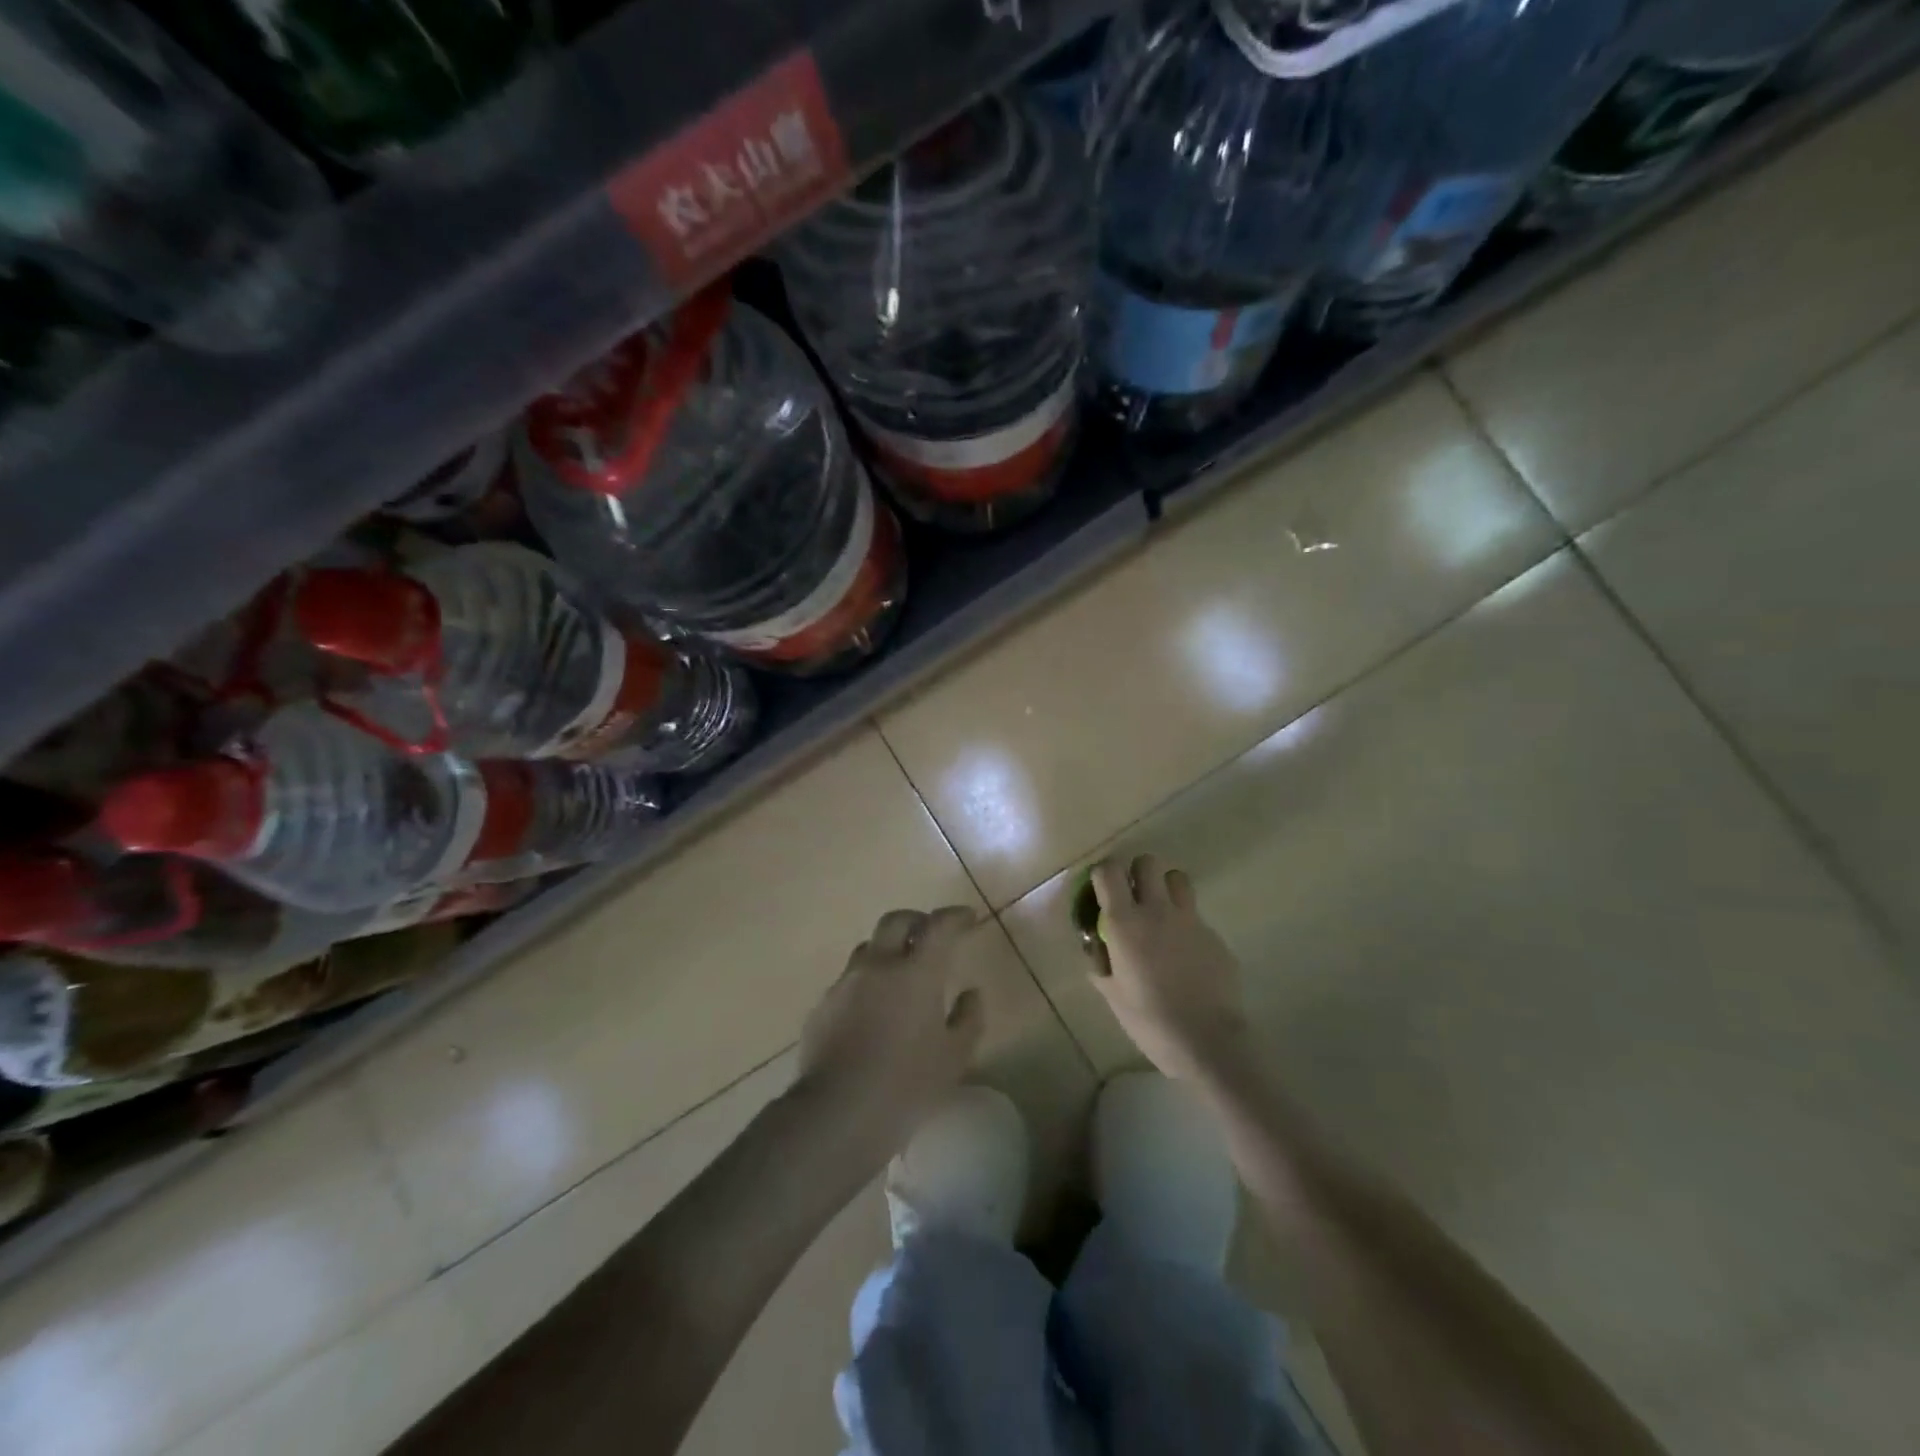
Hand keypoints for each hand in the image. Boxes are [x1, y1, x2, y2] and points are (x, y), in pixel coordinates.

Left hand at [792, 906, 984, 1166]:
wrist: (838, 1114)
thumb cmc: (907, 1085)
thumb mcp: (955, 1058)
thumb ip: (968, 1019)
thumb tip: (970, 994)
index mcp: (916, 972)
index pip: (939, 926)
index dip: (955, 916)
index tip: (968, 917)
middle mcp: (878, 965)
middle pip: (895, 922)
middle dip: (916, 921)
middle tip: (930, 935)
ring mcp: (844, 984)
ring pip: (867, 948)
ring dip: (887, 950)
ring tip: (899, 974)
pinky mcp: (822, 1006)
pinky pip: (848, 981)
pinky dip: (865, 983)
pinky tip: (872, 1011)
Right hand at [1084, 854, 1250, 1082]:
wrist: (1208, 1042)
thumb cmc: (1150, 1021)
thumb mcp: (1112, 994)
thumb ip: (1101, 962)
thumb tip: (1097, 945)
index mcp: (1126, 923)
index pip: (1109, 871)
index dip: (1103, 874)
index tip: (1102, 889)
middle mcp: (1157, 911)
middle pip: (1148, 862)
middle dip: (1138, 872)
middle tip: (1134, 895)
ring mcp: (1191, 921)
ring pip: (1178, 879)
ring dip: (1166, 887)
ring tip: (1162, 912)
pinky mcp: (1215, 936)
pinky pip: (1196, 917)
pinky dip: (1187, 925)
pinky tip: (1186, 955)